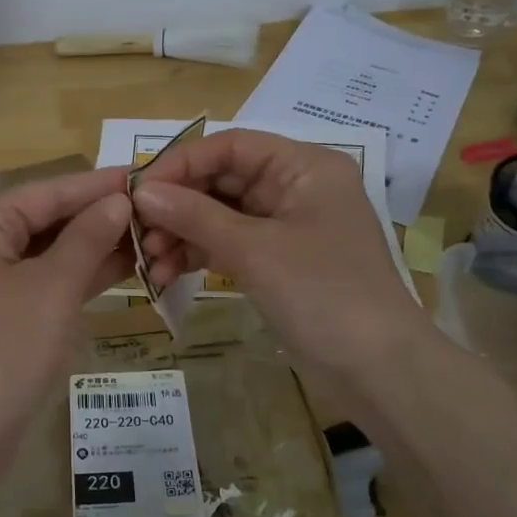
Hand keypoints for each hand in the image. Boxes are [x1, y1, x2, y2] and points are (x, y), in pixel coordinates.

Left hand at [0, 166, 132, 462]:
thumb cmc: (5, 347)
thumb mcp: (53, 286)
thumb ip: (87, 238)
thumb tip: (118, 201)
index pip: (45, 192)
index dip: (95, 184)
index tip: (144, 174)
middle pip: (45, 221)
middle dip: (97, 217)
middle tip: (155, 208)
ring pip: (48, 255)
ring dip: (94, 248)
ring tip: (150, 235)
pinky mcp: (1, 320)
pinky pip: (45, 285)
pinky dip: (79, 278)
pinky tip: (122, 270)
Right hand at [132, 129, 428, 384]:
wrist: (378, 370)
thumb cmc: (323, 294)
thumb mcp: (255, 250)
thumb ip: (196, 216)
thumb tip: (142, 192)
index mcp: (304, 166)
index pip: (231, 146)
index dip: (181, 163)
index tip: (138, 190)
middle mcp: (296, 187)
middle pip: (223, 180)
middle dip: (177, 205)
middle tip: (138, 233)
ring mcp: (287, 226)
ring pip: (222, 214)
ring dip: (183, 233)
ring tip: (149, 261)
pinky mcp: (279, 260)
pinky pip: (230, 244)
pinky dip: (201, 254)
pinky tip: (167, 272)